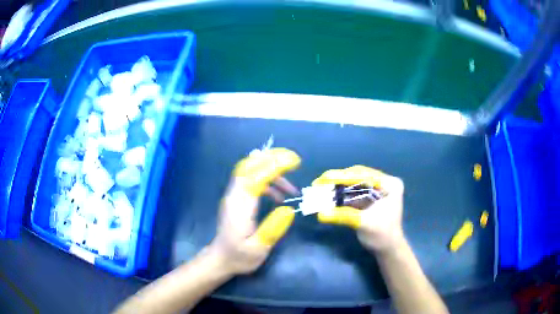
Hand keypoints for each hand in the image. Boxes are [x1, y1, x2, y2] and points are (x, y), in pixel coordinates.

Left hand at [209, 148, 300, 275]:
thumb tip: (289, 209)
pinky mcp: (236, 199)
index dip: (275, 166)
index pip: (256, 177)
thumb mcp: (258, 249)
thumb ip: (273, 229)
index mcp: (240, 207)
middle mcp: (234, 196)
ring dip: (271, 171)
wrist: (220, 259)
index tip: (294, 161)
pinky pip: (250, 180)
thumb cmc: (239, 256)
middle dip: (271, 158)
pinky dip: (267, 181)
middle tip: (294, 160)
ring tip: (291, 189)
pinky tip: (279, 196)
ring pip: (250, 171)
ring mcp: (233, 196)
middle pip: (249, 166)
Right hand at [312, 165, 405, 253]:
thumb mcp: (364, 224)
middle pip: (357, 176)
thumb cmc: (381, 236)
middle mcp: (384, 182)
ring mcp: (377, 189)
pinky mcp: (370, 197)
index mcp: (389, 184)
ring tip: (320, 187)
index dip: (342, 176)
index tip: (324, 177)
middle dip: (338, 179)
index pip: (364, 175)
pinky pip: (353, 192)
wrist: (387, 249)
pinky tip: (328, 195)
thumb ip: (343, 216)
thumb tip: (320, 214)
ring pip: (354, 183)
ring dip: (337, 186)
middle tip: (318, 182)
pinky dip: (341, 194)